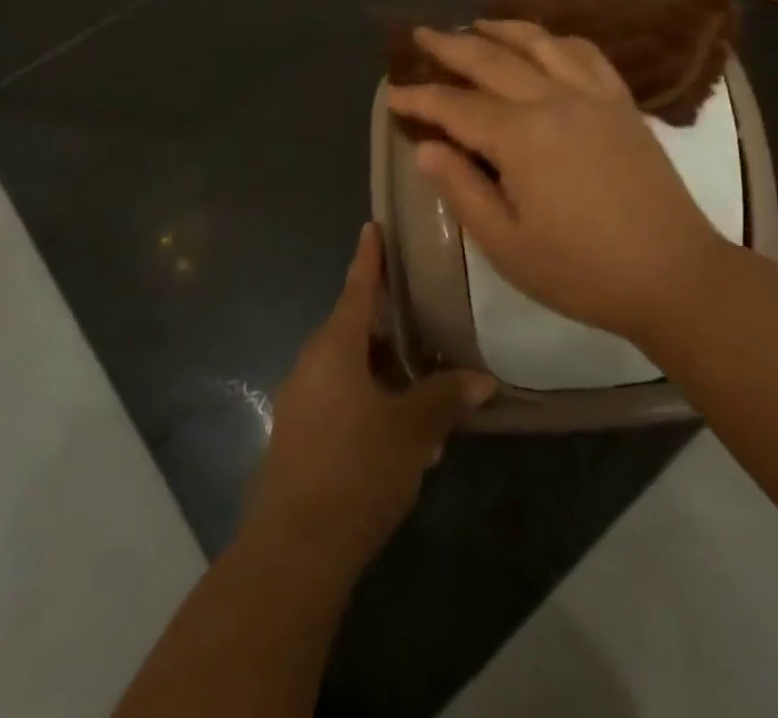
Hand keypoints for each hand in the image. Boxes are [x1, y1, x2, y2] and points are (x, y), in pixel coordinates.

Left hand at [244, 225, 496, 571]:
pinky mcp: (300, 438)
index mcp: (334, 348)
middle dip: (391, 329)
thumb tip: (482, 380)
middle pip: (354, 331)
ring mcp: (302, 403)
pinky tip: (404, 439)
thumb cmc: (356, 469)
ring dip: (386, 375)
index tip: (372, 227)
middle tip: (427, 323)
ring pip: (350, 371)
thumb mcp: (411, 430)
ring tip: (428, 393)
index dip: (369, 258)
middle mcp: (312, 365)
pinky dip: (372, 405)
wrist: (294, 550)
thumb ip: (445, 399)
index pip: (357, 288)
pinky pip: (341, 402)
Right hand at [385, 21, 722, 342]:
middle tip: (421, 34)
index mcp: (521, 137)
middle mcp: (554, 100)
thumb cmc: (583, 271)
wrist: (675, 274)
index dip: (420, 99)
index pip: (456, 106)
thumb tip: (425, 149)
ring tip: (476, 24)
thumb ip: (462, 191)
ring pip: (539, 43)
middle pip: (492, 60)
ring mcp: (593, 95)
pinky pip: (585, 53)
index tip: (392, 95)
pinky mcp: (621, 101)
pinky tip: (545, 42)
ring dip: (502, 29)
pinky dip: (556, 39)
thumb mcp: (507, 245)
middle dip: (451, 45)